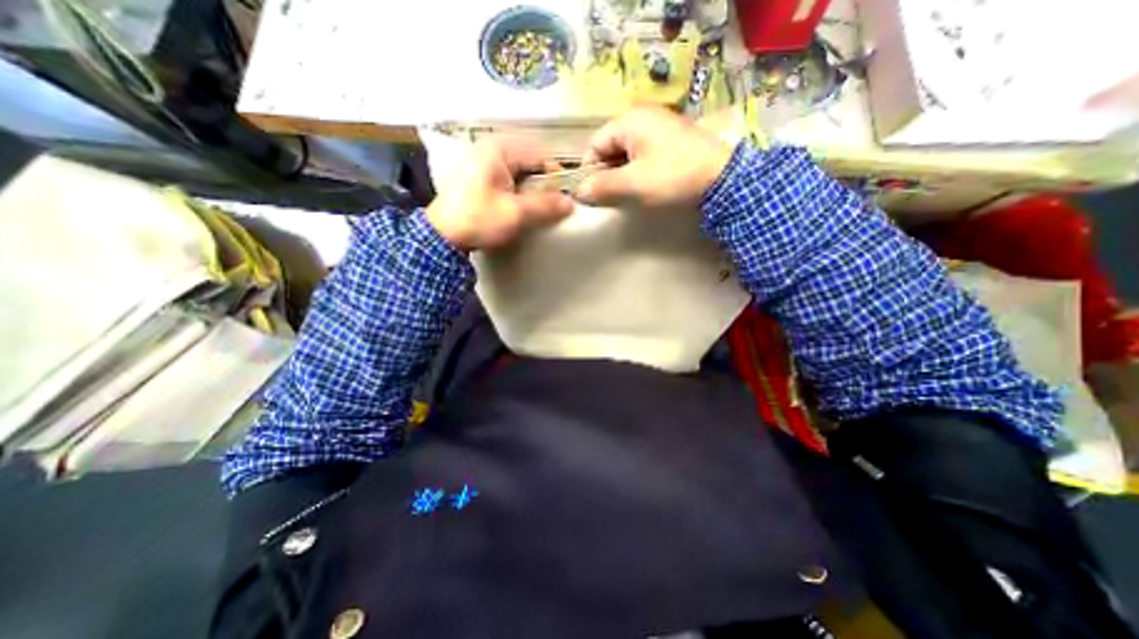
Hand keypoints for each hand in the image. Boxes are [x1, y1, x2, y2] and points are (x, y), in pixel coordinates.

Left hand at [426, 137, 573, 249]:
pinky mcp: (480, 176)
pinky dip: (519, 192)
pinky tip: (519, 207)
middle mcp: (491, 148)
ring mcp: (484, 161)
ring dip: (531, 190)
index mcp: (500, 149)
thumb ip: (545, 206)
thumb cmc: (478, 219)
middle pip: (531, 162)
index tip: (562, 198)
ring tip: (534, 209)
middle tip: (549, 206)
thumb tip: (570, 203)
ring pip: (521, 172)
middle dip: (543, 185)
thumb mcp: (515, 213)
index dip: (556, 177)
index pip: (540, 155)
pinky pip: (509, 179)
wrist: (443, 236)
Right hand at [576, 108, 735, 209]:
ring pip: (626, 152)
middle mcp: (642, 117)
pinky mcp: (670, 139)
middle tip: (610, 196)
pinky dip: (637, 170)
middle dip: (606, 172)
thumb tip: (579, 191)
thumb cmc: (672, 177)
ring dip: (621, 173)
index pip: (594, 144)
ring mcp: (659, 127)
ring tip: (627, 193)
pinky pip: (643, 154)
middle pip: (610, 146)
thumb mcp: (633, 184)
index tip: (592, 193)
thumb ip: (602, 187)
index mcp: (629, 121)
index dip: (589, 169)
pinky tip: (643, 185)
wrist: (722, 178)